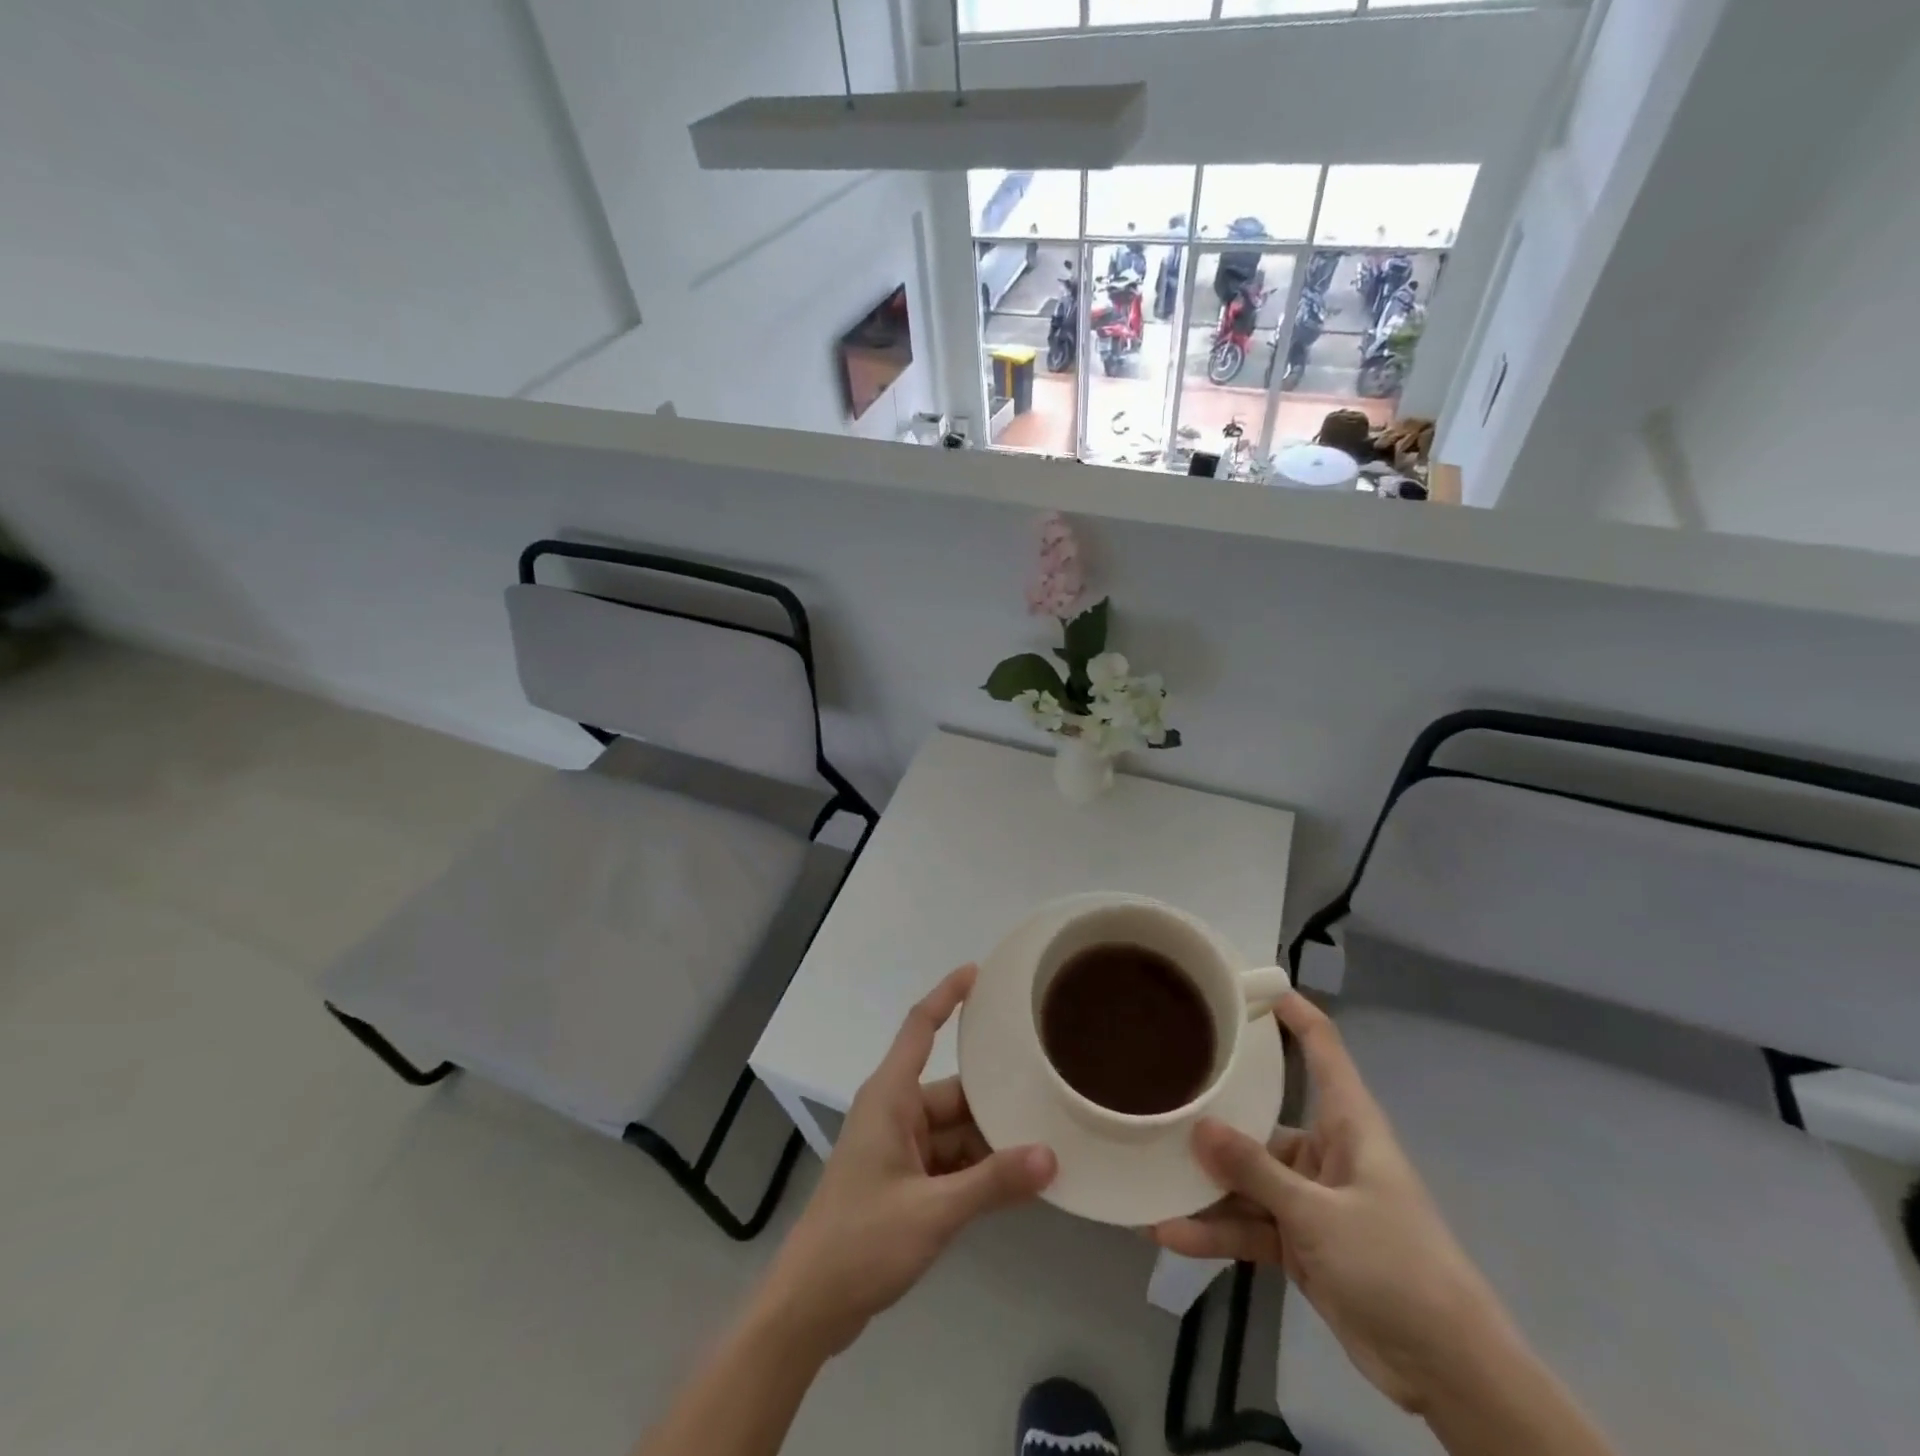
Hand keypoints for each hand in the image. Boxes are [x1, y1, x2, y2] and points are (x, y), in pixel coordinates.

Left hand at [756, 965, 1056, 1356]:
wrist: (810, 1306)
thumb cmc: (862, 1241)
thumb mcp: (934, 1211)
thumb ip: (992, 1183)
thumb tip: (1051, 1155)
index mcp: (890, 1097)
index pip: (920, 1027)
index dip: (947, 995)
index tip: (978, 972)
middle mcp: (895, 1111)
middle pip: (953, 1090)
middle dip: (996, 1097)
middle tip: (1049, 1090)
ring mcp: (898, 1146)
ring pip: (956, 1129)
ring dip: (991, 1140)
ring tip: (1046, 1139)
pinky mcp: (902, 1179)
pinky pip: (949, 1159)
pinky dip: (977, 1169)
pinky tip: (1017, 1182)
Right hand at [1152, 993, 1514, 1413]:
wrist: (1449, 1371)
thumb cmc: (1398, 1266)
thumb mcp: (1322, 1215)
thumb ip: (1257, 1171)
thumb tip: (1198, 1127)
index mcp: (1348, 1124)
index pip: (1323, 1049)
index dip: (1293, 1013)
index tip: (1248, 985)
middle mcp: (1325, 1151)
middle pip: (1262, 1118)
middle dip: (1214, 1115)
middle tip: (1160, 1094)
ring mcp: (1310, 1200)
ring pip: (1247, 1178)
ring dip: (1205, 1185)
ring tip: (1150, 1175)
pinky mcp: (1301, 1243)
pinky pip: (1249, 1224)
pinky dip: (1215, 1230)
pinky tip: (1169, 1231)